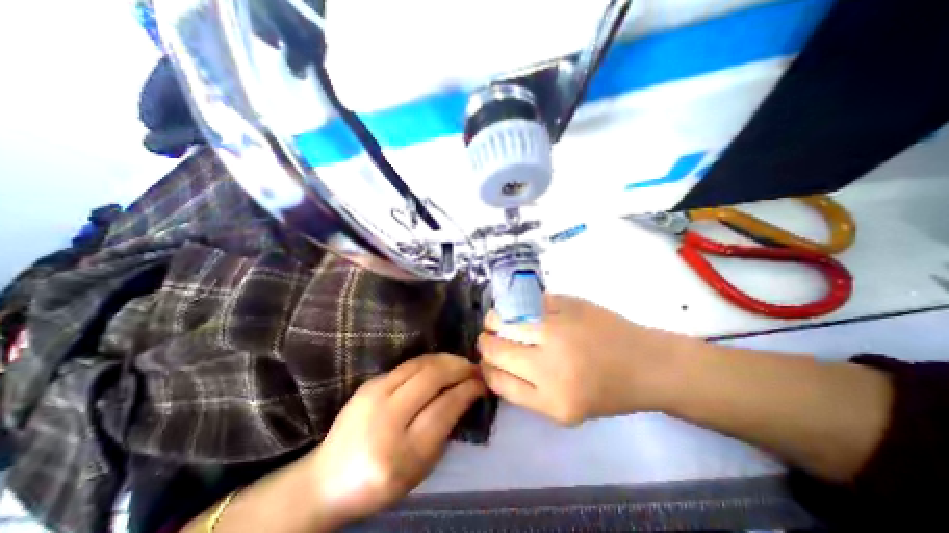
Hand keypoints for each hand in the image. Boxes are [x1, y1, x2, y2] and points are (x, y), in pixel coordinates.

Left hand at [305, 354, 481, 525]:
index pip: (444, 407)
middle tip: (474, 369)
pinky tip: (441, 364)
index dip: (467, 390)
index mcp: (400, 453)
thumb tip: (466, 392)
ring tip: (461, 363)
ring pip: (421, 364)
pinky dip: (431, 361)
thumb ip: (446, 428)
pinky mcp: (370, 382)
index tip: (482, 383)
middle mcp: (385, 418)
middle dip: (459, 368)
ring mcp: (374, 395)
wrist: (328, 478)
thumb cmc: (381, 482)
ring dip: (447, 360)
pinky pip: (408, 364)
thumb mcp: (421, 467)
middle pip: (432, 378)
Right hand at [478, 296, 694, 423]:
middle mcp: (551, 364)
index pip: (497, 379)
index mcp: (552, 399)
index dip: (486, 368)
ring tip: (498, 321)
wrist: (645, 362)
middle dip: (486, 343)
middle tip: (490, 339)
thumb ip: (524, 391)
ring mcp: (558, 328)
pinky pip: (525, 301)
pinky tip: (518, 309)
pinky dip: (515, 305)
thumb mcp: (563, 409)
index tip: (487, 361)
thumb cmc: (606, 391)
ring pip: (504, 319)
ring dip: (494, 320)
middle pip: (495, 348)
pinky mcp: (565, 303)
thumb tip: (492, 366)